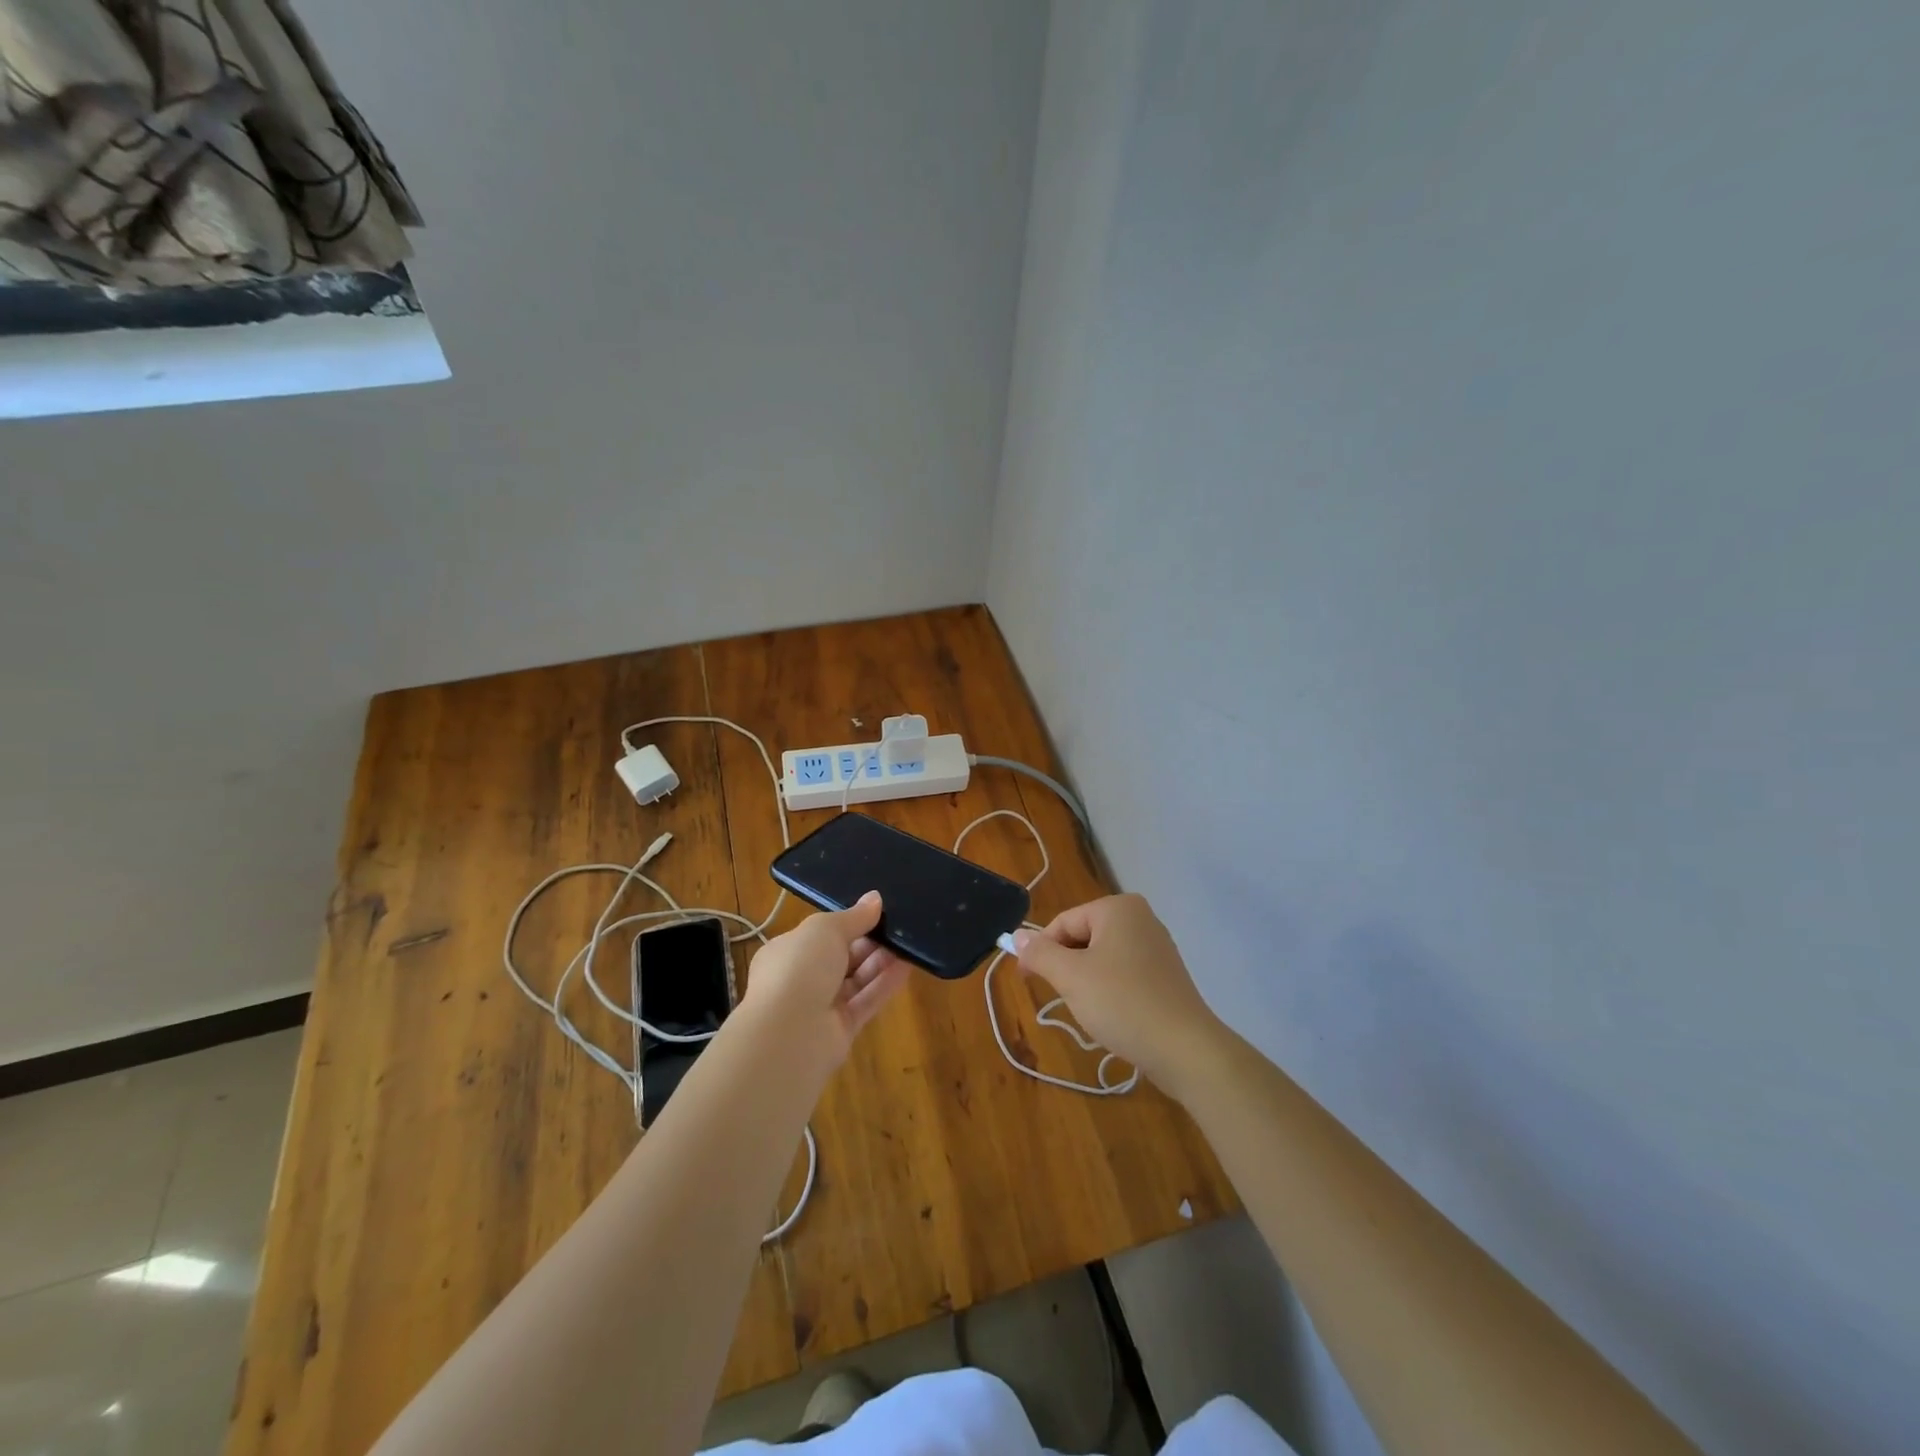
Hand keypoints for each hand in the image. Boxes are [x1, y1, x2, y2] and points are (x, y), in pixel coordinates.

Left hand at [740, 892, 910, 1064]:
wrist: (788, 1034)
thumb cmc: (799, 968)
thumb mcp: (826, 929)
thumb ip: (854, 916)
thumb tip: (875, 898)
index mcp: (787, 951)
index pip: (820, 935)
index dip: (848, 923)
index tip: (876, 911)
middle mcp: (802, 979)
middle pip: (842, 957)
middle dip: (868, 941)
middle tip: (899, 925)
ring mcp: (821, 1007)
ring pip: (856, 979)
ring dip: (881, 961)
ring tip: (910, 941)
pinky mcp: (842, 1030)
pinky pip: (867, 1001)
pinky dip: (886, 984)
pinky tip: (908, 966)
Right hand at [1010, 894, 1223, 1096]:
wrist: (1185, 1049)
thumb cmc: (1122, 1003)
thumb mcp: (1071, 977)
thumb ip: (1040, 953)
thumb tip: (1017, 936)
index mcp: (1118, 908)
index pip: (1063, 922)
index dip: (1041, 951)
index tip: (1027, 980)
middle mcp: (1140, 918)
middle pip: (1083, 937)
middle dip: (1066, 967)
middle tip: (1063, 998)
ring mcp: (1157, 947)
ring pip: (1102, 958)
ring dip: (1086, 981)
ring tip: (1090, 1010)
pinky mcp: (1166, 975)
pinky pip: (1123, 973)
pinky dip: (1109, 990)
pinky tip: (1112, 1015)